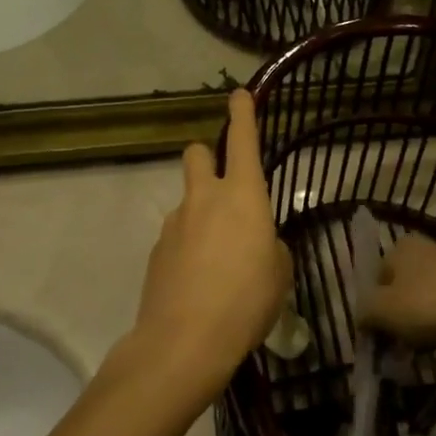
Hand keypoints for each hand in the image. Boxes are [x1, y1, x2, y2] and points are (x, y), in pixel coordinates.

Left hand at [130, 89, 291, 403]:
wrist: (184, 341)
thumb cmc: (247, 302)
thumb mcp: (279, 273)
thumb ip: (270, 247)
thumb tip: (259, 243)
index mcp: (244, 196)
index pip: (244, 140)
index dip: (242, 113)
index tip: (239, 94)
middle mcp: (205, 198)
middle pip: (197, 153)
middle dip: (208, 158)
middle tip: (223, 187)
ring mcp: (175, 222)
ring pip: (187, 198)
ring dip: (200, 212)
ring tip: (216, 258)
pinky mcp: (156, 249)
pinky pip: (176, 234)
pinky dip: (187, 245)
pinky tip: (197, 280)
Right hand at [364, 234, 435, 347]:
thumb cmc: (424, 305)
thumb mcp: (380, 311)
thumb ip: (364, 312)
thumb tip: (362, 317)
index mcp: (402, 245)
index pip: (378, 274)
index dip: (375, 304)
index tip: (379, 329)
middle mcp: (428, 246)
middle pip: (404, 284)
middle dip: (399, 312)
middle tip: (398, 341)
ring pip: (427, 294)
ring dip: (421, 318)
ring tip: (421, 346)